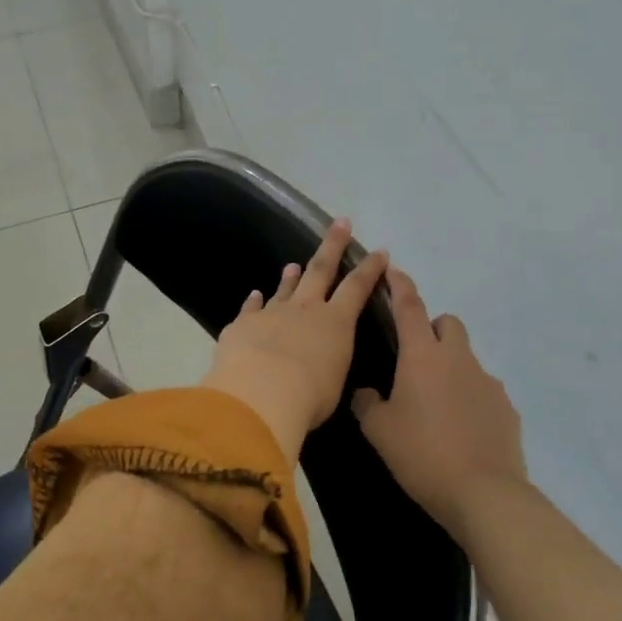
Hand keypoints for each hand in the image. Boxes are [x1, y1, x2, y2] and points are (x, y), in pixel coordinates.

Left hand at [201, 219, 388, 458]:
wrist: (259, 395)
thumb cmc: (308, 398)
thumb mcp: (333, 383)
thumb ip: (329, 365)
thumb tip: (321, 362)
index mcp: (334, 323)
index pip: (357, 288)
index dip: (369, 269)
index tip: (379, 252)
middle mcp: (304, 310)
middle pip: (320, 269)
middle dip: (332, 245)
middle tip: (340, 223)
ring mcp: (271, 313)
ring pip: (284, 289)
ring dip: (290, 277)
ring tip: (293, 265)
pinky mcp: (242, 325)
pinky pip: (250, 309)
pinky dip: (254, 301)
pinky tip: (255, 294)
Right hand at [352, 266, 526, 535]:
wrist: (484, 494)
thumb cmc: (422, 455)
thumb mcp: (379, 431)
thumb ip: (366, 404)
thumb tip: (366, 393)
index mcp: (422, 356)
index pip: (409, 307)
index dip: (399, 285)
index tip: (392, 269)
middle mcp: (458, 359)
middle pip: (448, 324)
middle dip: (432, 329)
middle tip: (414, 359)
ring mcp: (488, 382)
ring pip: (467, 357)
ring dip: (451, 367)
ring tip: (435, 404)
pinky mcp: (507, 408)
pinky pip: (483, 390)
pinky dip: (470, 398)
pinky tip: (460, 428)